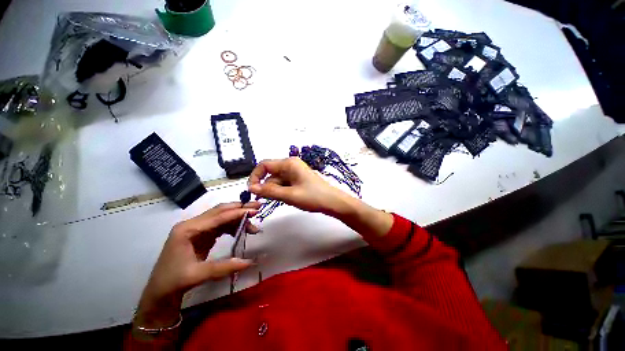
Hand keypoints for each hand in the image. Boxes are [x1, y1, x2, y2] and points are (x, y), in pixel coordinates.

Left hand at [134, 202, 260, 329]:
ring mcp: (197, 229)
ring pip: (222, 217)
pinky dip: (232, 226)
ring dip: (238, 219)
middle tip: (257, 208)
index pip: (218, 216)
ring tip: (253, 225)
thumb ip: (225, 267)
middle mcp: (192, 224)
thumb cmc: (173, 281)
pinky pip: (220, 225)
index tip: (255, 210)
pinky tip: (241, 230)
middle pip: (220, 211)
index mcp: (187, 229)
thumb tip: (251, 262)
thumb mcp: (198, 275)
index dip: (238, 212)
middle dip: (240, 209)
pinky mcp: (201, 235)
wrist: (159, 292)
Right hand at [249, 157, 392, 238]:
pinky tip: (287, 199)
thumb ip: (269, 191)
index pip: (264, 165)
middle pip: (271, 174)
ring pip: (277, 180)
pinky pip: (284, 184)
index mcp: (289, 163)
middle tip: (265, 200)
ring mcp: (295, 172)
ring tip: (283, 200)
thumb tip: (251, 187)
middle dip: (266, 186)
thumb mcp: (289, 195)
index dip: (255, 176)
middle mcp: (291, 165)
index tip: (251, 190)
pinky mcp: (298, 179)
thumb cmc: (313, 197)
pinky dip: (282, 191)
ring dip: (275, 190)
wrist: (333, 202)